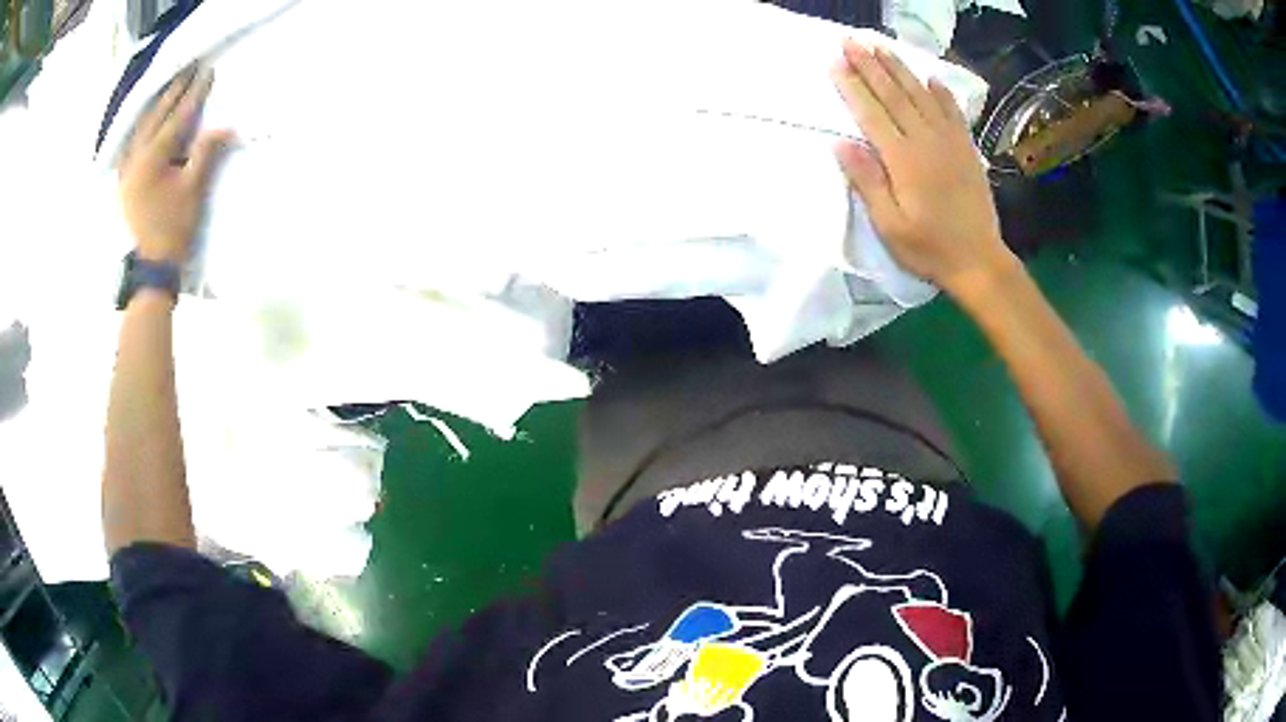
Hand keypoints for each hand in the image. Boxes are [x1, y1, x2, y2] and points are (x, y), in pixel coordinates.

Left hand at [118, 66, 234, 264]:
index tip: (207, 72)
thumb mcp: (193, 189)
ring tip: (169, 86)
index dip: (193, 95)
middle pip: (154, 117)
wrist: (153, 265)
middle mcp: (134, 159)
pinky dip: (142, 127)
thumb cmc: (174, 227)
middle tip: (188, 69)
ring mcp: (126, 170)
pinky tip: (147, 119)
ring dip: (156, 106)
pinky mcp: (124, 181)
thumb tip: (224, 127)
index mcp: (151, 160)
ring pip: (140, 128)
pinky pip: (131, 144)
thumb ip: (205, 152)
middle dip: (173, 92)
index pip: (176, 118)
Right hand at [831, 40, 1017, 297]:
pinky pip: (952, 111)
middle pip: (894, 94)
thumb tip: (841, 143)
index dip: (852, 85)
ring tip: (880, 46)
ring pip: (921, 95)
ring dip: (899, 68)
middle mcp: (926, 140)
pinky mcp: (966, 148)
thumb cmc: (929, 248)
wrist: (979, 261)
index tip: (835, 61)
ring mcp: (950, 141)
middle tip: (851, 40)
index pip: (871, 112)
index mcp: (903, 159)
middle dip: (870, 65)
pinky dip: (940, 92)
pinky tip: (930, 77)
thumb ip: (867, 182)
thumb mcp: (890, 225)